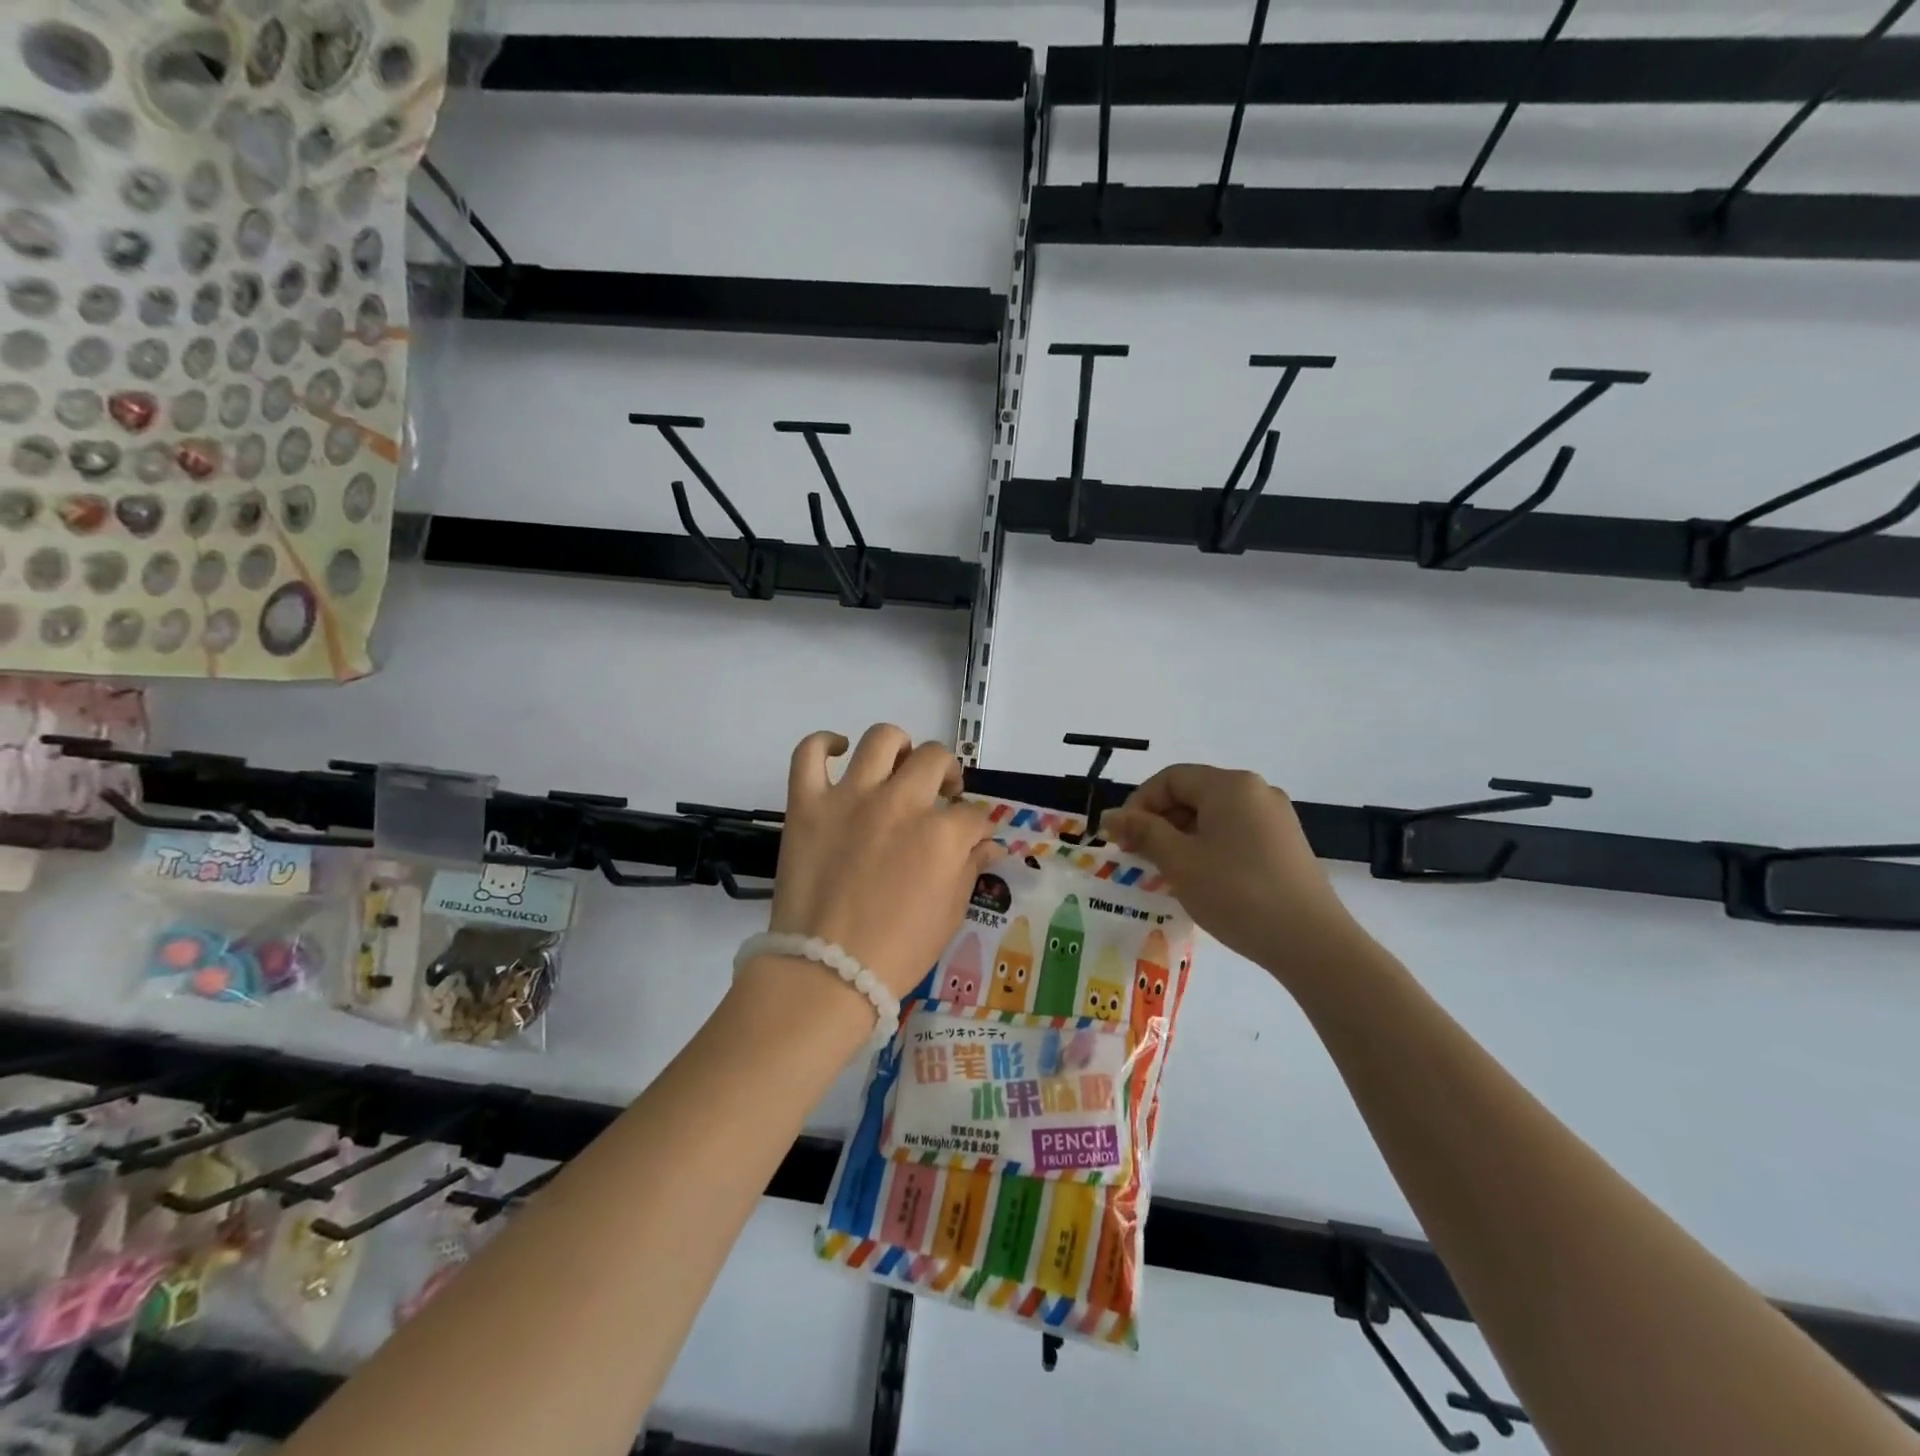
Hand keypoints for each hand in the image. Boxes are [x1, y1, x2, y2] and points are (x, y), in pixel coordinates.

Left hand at [768, 725, 1001, 998]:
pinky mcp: (807, 803)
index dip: (975, 826)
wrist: (826, 972)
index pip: (972, 813)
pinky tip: (839, 751)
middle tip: (940, 794)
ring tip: (897, 767)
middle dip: (947, 773)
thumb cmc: (897, 951)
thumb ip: (970, 868)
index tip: (969, 837)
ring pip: (882, 739)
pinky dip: (824, 744)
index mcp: (941, 834)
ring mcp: (850, 798)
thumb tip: (988, 844)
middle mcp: (900, 802)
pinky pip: (809, 753)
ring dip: (898, 747)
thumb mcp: (950, 913)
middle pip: (934, 759)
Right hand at [1100, 765, 1366, 979]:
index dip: (1139, 804)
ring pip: (1214, 816)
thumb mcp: (1180, 862)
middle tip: (1138, 857)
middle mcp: (1256, 791)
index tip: (1122, 838)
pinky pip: (1236, 833)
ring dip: (1182, 837)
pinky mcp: (1286, 844)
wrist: (1311, 943)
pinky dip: (1209, 847)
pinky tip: (1202, 879)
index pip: (1170, 779)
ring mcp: (1276, 818)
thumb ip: (1143, 832)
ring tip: (1166, 872)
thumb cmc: (1237, 893)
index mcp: (1230, 785)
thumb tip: (1111, 815)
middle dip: (1159, 822)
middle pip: (1193, 794)